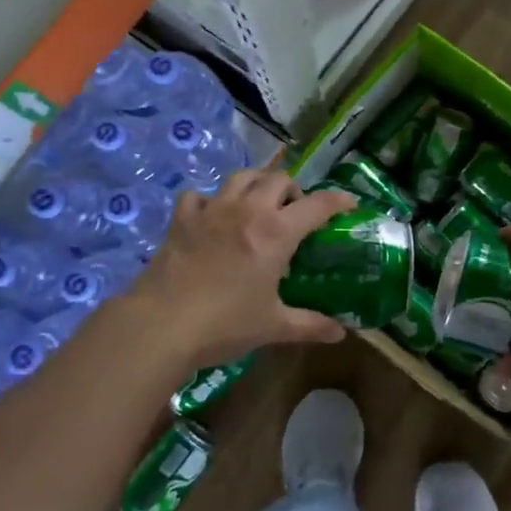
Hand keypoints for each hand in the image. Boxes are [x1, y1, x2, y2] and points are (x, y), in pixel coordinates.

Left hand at [127, 166, 357, 368]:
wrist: (161, 324)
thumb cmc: (224, 324)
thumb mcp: (273, 327)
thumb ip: (310, 325)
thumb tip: (340, 333)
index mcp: (276, 232)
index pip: (318, 204)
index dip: (338, 200)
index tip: (349, 204)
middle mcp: (248, 210)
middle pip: (278, 179)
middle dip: (294, 189)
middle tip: (295, 212)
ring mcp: (212, 210)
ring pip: (241, 176)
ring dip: (257, 183)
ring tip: (259, 203)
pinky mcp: (182, 218)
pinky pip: (200, 195)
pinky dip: (210, 200)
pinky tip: (212, 216)